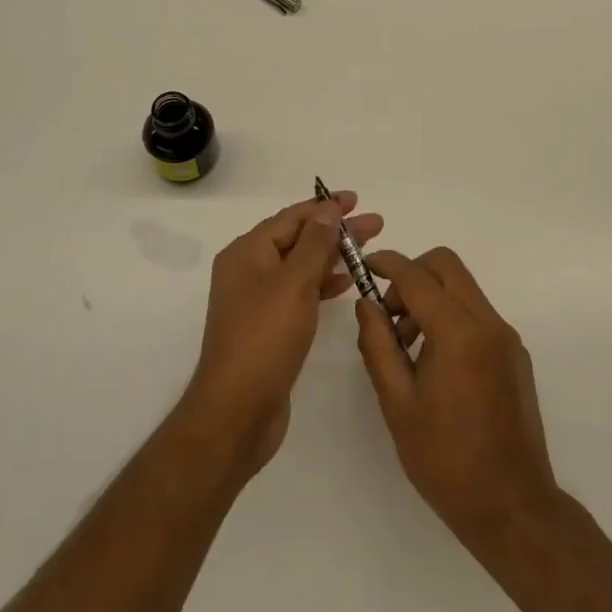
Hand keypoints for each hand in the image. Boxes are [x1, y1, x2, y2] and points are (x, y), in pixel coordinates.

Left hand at [182, 192, 383, 477]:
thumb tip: (327, 209)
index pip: (291, 217)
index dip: (325, 207)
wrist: (236, 412)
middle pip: (298, 239)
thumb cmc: (265, 339)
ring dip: (332, 256)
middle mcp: (248, 270)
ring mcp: (257, 300)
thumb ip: (315, 244)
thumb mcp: (294, 284)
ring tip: (368, 252)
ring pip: (300, 266)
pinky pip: (299, 292)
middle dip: (335, 231)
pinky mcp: (268, 327)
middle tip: (375, 225)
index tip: (357, 200)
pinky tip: (346, 284)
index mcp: (247, 252)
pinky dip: (322, 284)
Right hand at [355, 248, 559, 546]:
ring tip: (407, 345)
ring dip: (431, 297)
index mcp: (459, 334)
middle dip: (412, 274)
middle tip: (389, 311)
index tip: (365, 265)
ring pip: (463, 288)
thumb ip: (378, 346)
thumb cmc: (446, 461)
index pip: (417, 276)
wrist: (513, 507)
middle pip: (447, 265)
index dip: (387, 263)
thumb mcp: (397, 405)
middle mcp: (488, 323)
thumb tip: (367, 304)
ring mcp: (506, 337)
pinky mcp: (515, 353)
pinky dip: (451, 316)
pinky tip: (435, 363)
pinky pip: (477, 313)